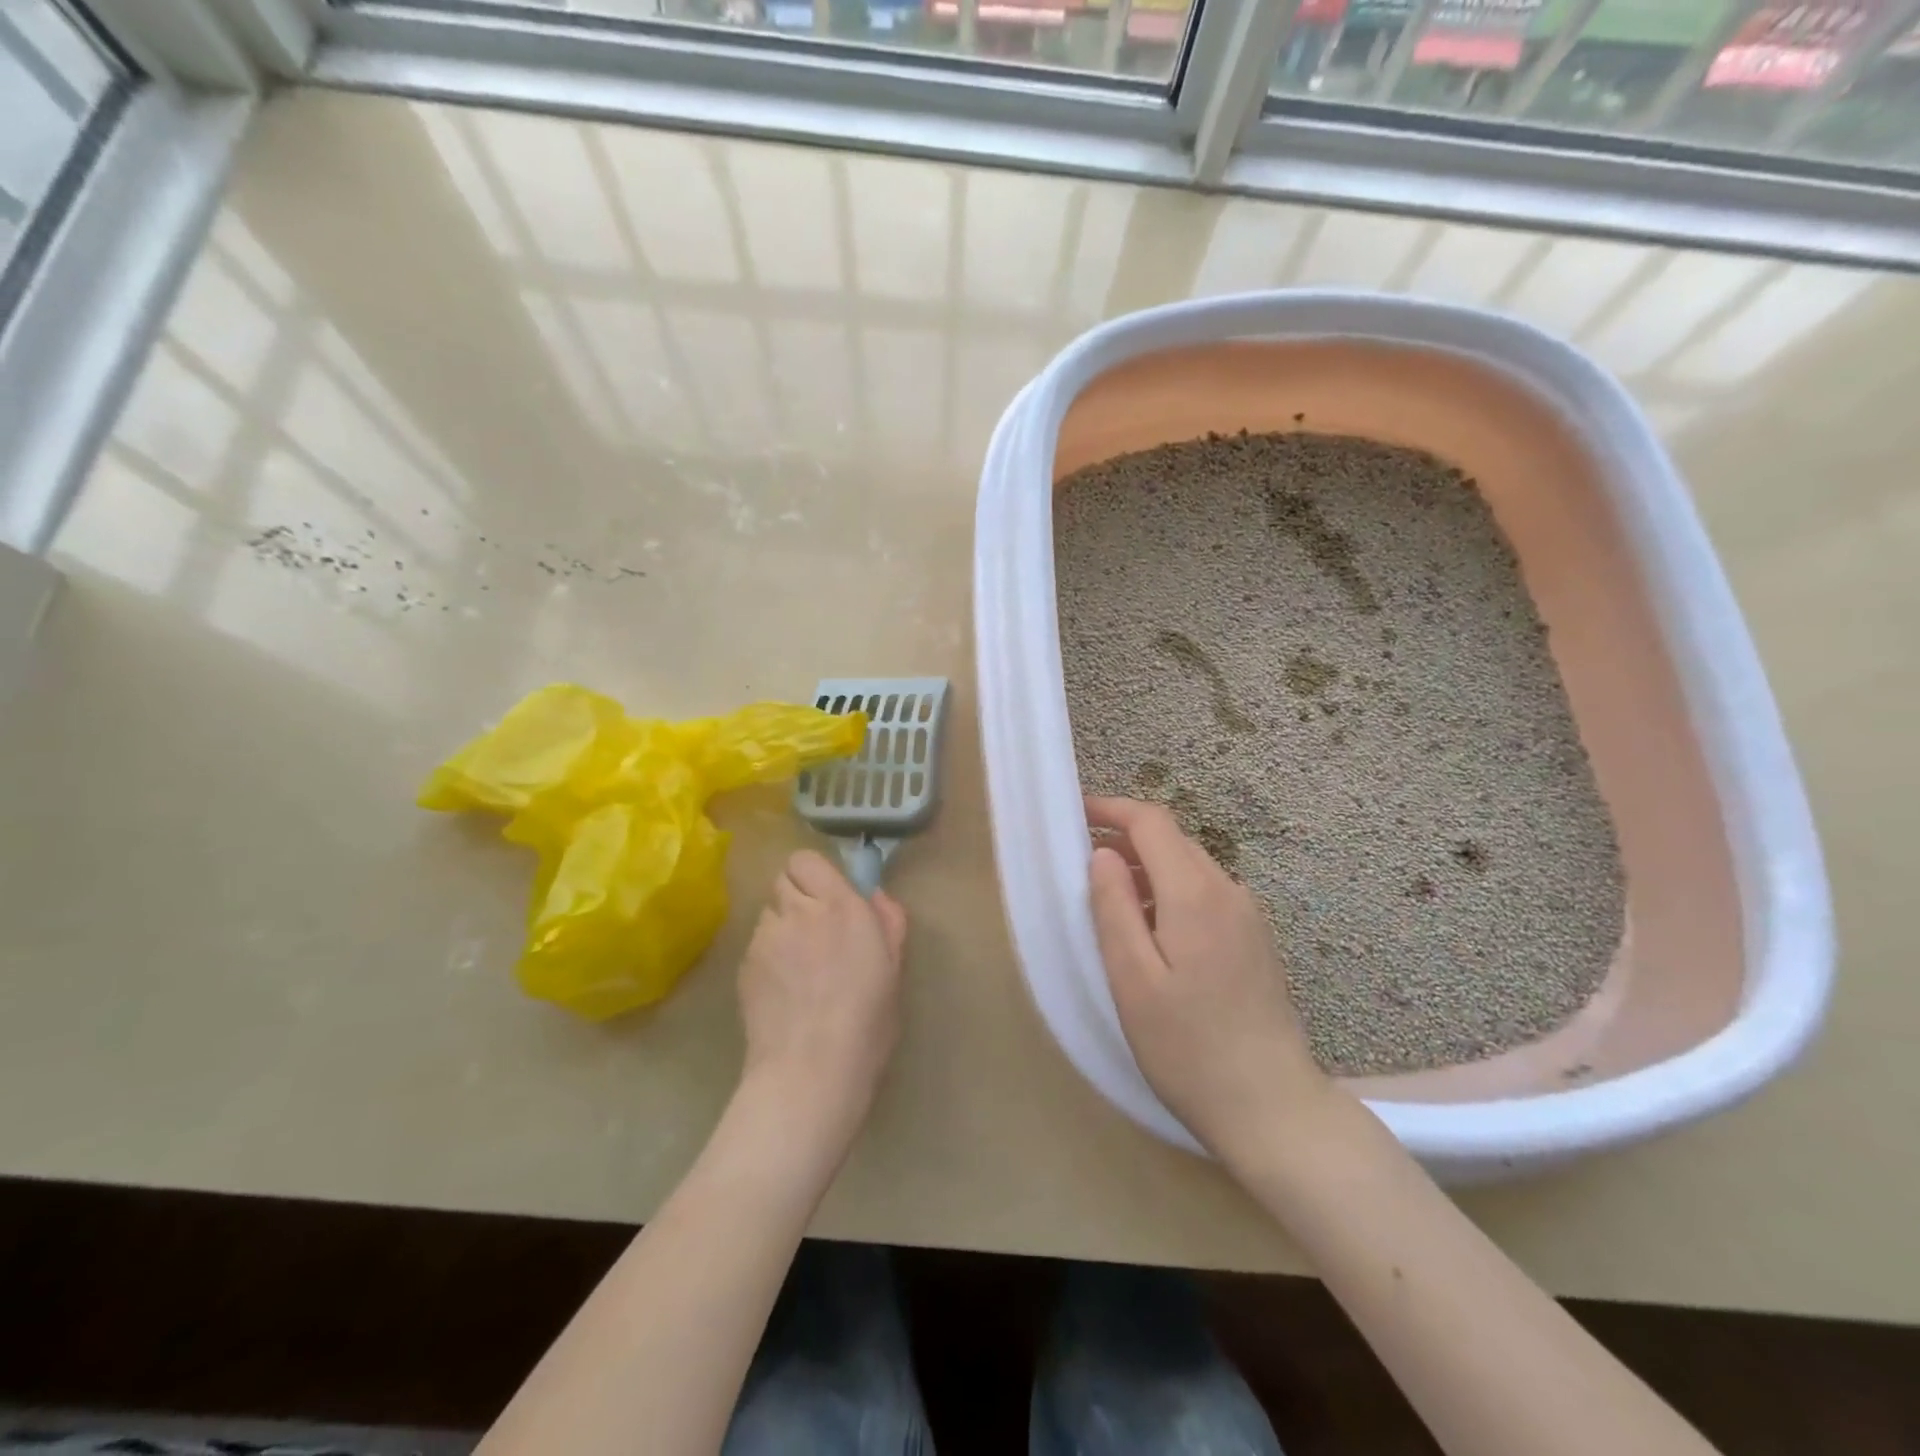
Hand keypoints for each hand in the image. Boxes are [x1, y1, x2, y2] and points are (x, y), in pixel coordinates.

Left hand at [737, 850, 907, 1144]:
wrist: (810, 1071)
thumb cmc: (866, 1021)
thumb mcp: (894, 969)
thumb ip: (888, 921)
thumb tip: (874, 895)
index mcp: (839, 906)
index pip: (806, 860)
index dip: (815, 875)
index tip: (830, 899)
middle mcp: (798, 911)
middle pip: (783, 880)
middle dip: (798, 897)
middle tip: (816, 931)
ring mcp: (765, 938)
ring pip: (768, 912)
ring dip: (782, 926)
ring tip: (798, 966)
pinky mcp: (744, 966)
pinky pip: (756, 944)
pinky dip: (768, 955)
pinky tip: (783, 989)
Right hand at [1086, 796, 1328, 1160]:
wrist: (1273, 1108)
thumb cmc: (1188, 1047)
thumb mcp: (1132, 978)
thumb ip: (1113, 908)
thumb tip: (1103, 854)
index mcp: (1195, 893)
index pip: (1152, 823)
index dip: (1112, 809)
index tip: (1076, 813)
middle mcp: (1228, 891)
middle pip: (1173, 841)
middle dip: (1126, 839)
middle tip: (1083, 865)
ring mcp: (1249, 917)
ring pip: (1190, 868)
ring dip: (1147, 868)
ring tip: (1110, 901)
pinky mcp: (1256, 941)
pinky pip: (1206, 895)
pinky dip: (1170, 893)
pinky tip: (1152, 933)